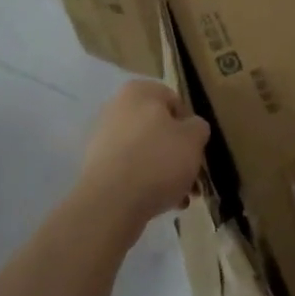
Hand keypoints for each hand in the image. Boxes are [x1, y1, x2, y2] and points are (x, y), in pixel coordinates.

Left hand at [78, 80, 210, 225]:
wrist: (110, 203)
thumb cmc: (157, 160)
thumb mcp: (193, 139)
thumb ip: (198, 127)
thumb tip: (191, 129)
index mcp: (139, 91)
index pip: (175, 103)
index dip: (191, 128)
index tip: (197, 151)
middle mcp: (116, 107)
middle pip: (159, 130)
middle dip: (178, 155)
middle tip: (193, 180)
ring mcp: (103, 138)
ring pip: (145, 152)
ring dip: (165, 172)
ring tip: (180, 199)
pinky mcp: (96, 167)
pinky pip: (129, 170)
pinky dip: (145, 183)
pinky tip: (161, 204)